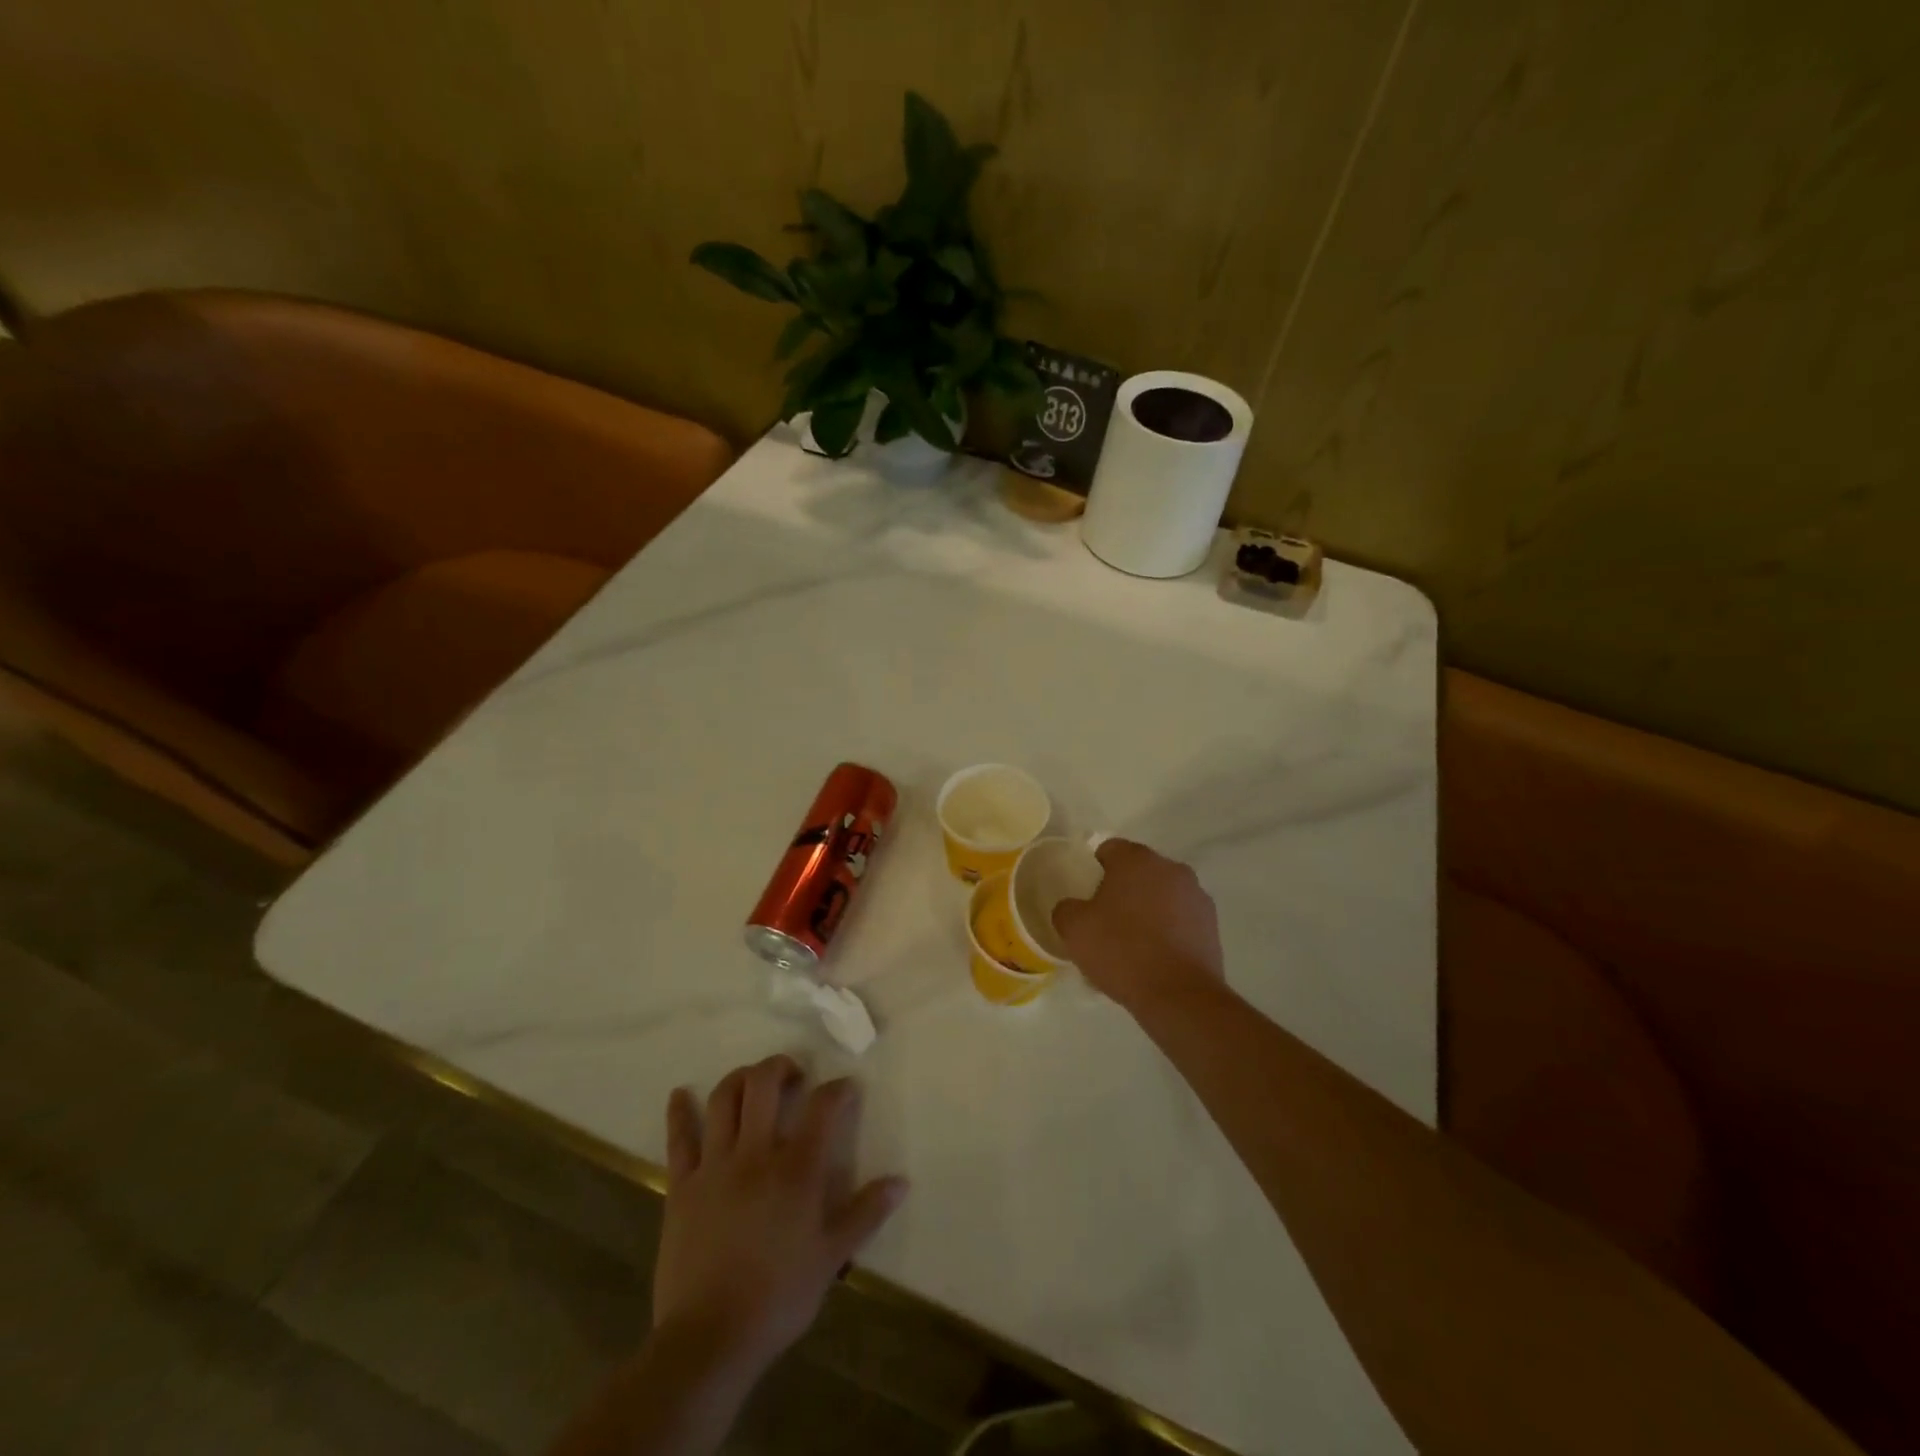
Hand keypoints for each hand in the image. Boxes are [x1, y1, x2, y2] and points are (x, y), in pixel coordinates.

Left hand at [652, 1057, 906, 1383]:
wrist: (709, 1340)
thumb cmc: (778, 1298)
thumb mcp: (832, 1257)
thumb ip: (866, 1213)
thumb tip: (900, 1181)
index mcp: (797, 1169)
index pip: (823, 1107)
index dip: (838, 1090)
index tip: (846, 1088)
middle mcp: (755, 1154)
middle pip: (763, 1084)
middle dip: (780, 1067)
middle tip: (793, 1075)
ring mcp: (714, 1166)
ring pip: (722, 1099)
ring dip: (739, 1079)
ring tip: (751, 1081)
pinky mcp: (681, 1186)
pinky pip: (678, 1139)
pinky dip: (678, 1112)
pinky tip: (678, 1095)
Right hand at [1051, 839, 1224, 1012]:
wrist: (1178, 995)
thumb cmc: (1121, 950)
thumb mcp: (1074, 929)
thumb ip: (1067, 908)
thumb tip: (1074, 908)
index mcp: (1136, 859)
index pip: (1109, 849)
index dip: (1094, 870)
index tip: (1087, 896)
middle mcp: (1171, 868)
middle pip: (1139, 871)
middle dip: (1123, 889)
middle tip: (1106, 921)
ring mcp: (1196, 896)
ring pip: (1162, 895)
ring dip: (1149, 909)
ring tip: (1133, 944)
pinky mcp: (1212, 925)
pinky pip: (1181, 919)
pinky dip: (1169, 930)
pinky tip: (1156, 958)